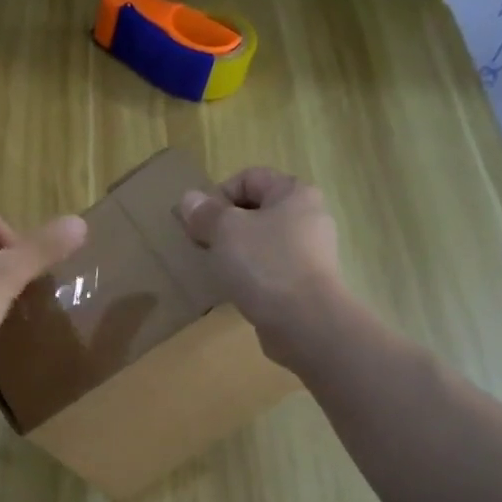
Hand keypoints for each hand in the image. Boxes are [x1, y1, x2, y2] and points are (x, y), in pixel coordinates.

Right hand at [176, 168, 345, 368]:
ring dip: (236, 251)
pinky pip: (270, 268)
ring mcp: (311, 253)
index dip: (218, 194)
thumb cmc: (265, 264)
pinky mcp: (307, 283)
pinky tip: (236, 289)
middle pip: (256, 210)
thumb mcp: (225, 231)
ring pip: (262, 241)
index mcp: (295, 194)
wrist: (305, 323)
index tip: (201, 222)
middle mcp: (309, 217)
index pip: (249, 178)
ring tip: (217, 268)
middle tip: (203, 245)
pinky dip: (251, 274)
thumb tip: (190, 199)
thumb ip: (205, 212)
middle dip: (224, 225)